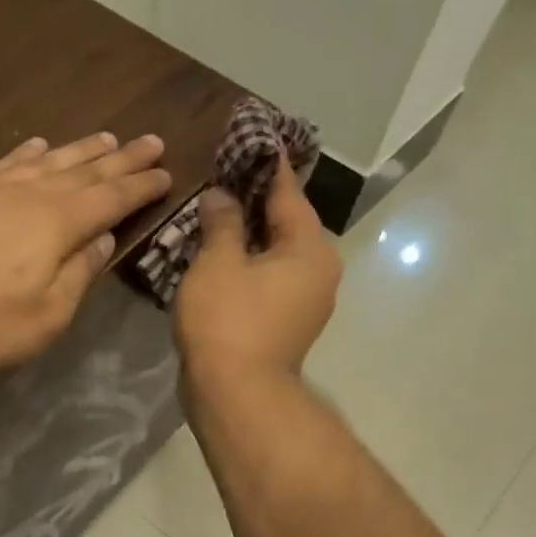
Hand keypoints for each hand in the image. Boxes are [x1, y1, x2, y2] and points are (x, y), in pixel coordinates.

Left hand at [0, 132, 171, 374]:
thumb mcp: (46, 316)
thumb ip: (78, 275)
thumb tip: (102, 240)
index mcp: (58, 224)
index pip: (111, 198)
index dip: (141, 186)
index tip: (166, 172)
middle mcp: (30, 195)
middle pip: (85, 170)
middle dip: (122, 158)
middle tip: (150, 140)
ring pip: (47, 160)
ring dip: (80, 149)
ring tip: (105, 137)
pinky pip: (6, 163)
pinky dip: (28, 153)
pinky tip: (37, 146)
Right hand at [173, 157, 341, 391]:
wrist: (236, 395)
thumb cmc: (228, 322)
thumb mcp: (218, 262)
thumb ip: (222, 222)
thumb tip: (222, 195)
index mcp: (310, 248)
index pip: (288, 193)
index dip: (266, 167)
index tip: (252, 141)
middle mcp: (319, 271)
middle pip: (287, 224)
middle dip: (255, 202)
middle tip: (222, 178)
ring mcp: (306, 302)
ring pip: (277, 255)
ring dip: (250, 236)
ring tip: (216, 215)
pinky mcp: (287, 325)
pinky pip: (269, 281)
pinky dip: (249, 265)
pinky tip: (221, 258)